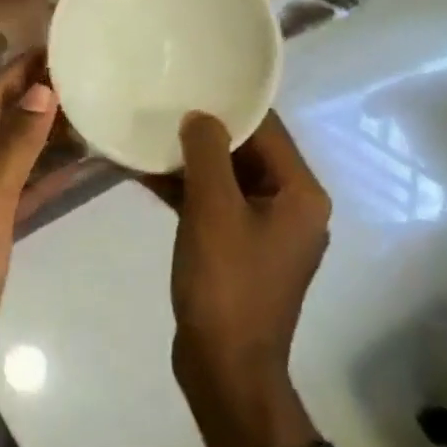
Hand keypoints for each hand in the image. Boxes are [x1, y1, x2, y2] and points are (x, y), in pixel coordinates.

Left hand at [0, 53, 58, 429]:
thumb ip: (11, 150)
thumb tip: (40, 90)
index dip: (18, 72)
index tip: (56, 44)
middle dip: (33, 96)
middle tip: (82, 74)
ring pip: (8, 157)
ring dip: (41, 135)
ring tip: (86, 112)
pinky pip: (16, 193)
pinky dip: (42, 179)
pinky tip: (74, 171)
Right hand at [149, 110, 330, 446]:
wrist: (225, 365)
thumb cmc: (226, 284)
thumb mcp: (213, 211)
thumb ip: (208, 156)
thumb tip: (200, 117)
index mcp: (300, 194)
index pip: (268, 131)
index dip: (229, 105)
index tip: (190, 81)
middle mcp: (291, 207)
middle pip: (247, 153)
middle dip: (204, 132)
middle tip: (161, 104)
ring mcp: (264, 230)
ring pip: (226, 179)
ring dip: (189, 162)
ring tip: (147, 135)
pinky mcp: (238, 249)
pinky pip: (213, 205)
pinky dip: (185, 191)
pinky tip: (146, 175)